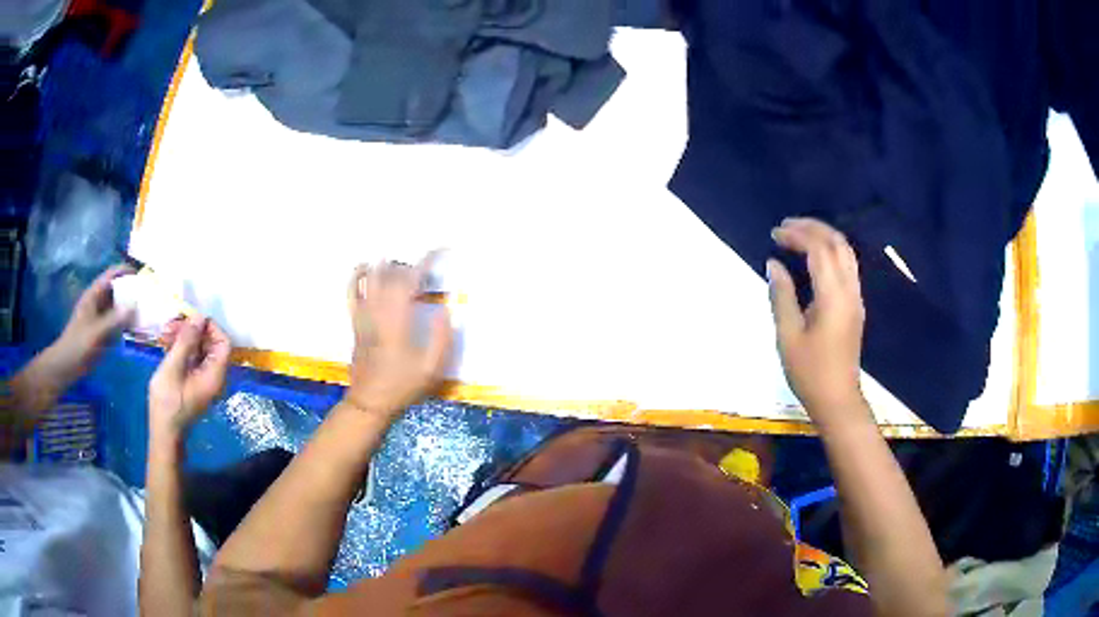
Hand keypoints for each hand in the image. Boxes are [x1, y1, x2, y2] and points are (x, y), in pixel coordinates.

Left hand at [40, 265, 135, 389]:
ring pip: (117, 307)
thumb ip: (114, 320)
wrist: (66, 366)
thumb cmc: (78, 346)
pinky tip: (136, 330)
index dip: (125, 271)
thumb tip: (135, 305)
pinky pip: (116, 324)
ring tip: (146, 311)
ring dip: (130, 308)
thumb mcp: (96, 333)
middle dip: (131, 290)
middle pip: (116, 290)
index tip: (142, 276)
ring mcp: (100, 318)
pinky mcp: (102, 333)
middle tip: (148, 295)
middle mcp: (98, 303)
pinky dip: (126, 324)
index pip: (111, 275)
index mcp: (94, 295)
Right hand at [148, 316, 231, 441]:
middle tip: (170, 325)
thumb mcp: (174, 367)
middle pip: (210, 343)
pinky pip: (192, 358)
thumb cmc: (168, 403)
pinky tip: (165, 343)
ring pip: (199, 349)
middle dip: (191, 330)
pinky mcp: (194, 381)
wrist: (163, 432)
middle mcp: (214, 377)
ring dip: (183, 337)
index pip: (223, 343)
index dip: (209, 327)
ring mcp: (204, 380)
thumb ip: (186, 341)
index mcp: (215, 375)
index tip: (189, 319)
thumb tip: (199, 317)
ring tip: (163, 334)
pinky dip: (180, 348)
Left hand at [345, 256, 452, 418]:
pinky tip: (365, 266)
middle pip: (392, 274)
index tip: (440, 251)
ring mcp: (363, 315)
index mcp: (398, 321)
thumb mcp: (431, 369)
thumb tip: (445, 310)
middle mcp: (378, 312)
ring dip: (389, 266)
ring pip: (373, 278)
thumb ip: (441, 338)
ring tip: (403, 267)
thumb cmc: (402, 387)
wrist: (369, 401)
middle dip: (411, 264)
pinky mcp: (355, 321)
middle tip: (427, 271)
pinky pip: (353, 291)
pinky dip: (358, 275)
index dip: (426, 262)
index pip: (411, 280)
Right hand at [767, 218, 867, 424]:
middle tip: (786, 226)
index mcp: (833, 297)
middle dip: (812, 228)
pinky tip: (813, 257)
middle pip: (837, 243)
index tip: (774, 233)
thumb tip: (773, 264)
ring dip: (823, 236)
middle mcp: (850, 290)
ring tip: (798, 235)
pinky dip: (830, 251)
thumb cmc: (809, 372)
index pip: (819, 249)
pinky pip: (847, 265)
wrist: (838, 399)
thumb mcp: (788, 336)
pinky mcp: (856, 305)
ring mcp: (856, 297)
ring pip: (846, 252)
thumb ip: (781, 296)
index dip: (797, 235)